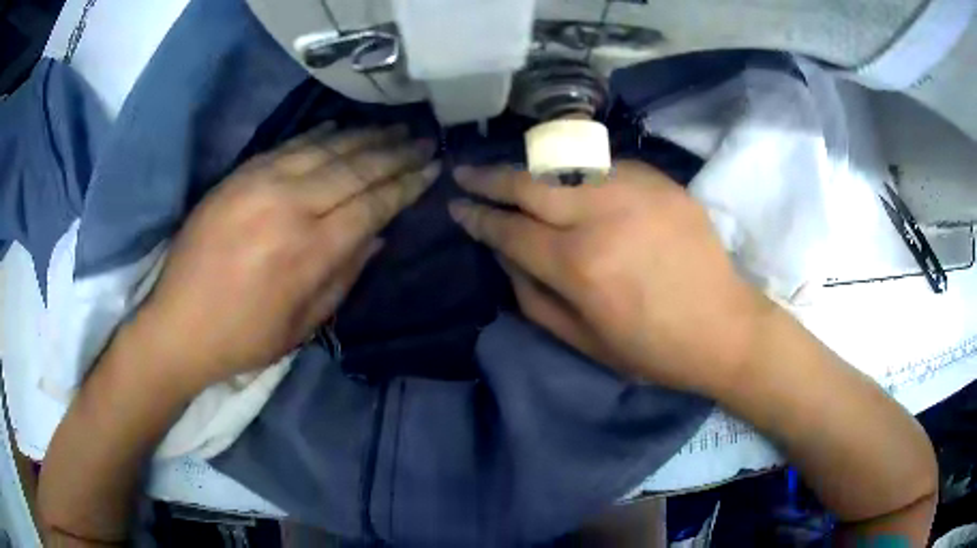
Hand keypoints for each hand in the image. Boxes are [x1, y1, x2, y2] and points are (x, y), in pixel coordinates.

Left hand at [133, 123, 437, 391]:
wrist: (178, 325)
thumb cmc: (244, 337)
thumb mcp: (304, 326)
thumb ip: (344, 276)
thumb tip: (377, 235)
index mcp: (309, 252)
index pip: (373, 204)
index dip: (407, 184)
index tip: (433, 167)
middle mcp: (290, 207)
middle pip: (355, 168)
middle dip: (396, 153)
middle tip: (424, 139)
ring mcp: (261, 184)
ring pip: (326, 149)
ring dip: (365, 136)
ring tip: (394, 127)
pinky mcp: (239, 176)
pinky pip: (289, 145)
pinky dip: (321, 135)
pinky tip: (342, 127)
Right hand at [449, 161, 770, 393]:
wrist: (724, 328)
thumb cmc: (653, 349)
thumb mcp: (583, 341)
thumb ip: (533, 296)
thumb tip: (505, 256)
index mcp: (579, 265)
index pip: (510, 231)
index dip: (478, 218)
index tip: (457, 206)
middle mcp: (601, 216)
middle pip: (530, 185)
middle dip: (490, 178)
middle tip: (465, 171)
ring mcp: (635, 191)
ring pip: (566, 166)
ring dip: (531, 169)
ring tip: (512, 175)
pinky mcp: (661, 182)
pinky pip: (606, 167)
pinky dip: (579, 173)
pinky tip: (571, 182)